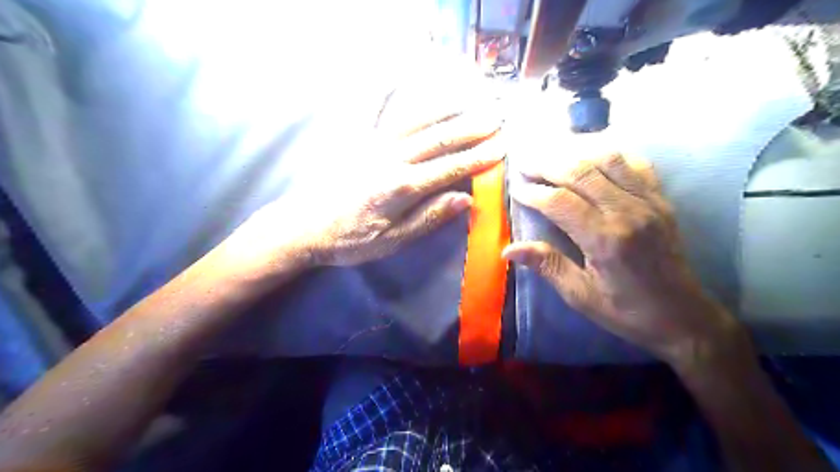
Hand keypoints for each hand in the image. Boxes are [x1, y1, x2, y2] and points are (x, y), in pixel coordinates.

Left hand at [245, 107, 504, 269]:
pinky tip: (398, 77)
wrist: (306, 228)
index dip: (478, 157)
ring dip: (444, 109)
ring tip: (468, 98)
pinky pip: (374, 111)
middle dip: (470, 128)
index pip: (450, 168)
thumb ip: (429, 218)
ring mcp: (373, 144)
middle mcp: (391, 158)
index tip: (502, 147)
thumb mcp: (393, 240)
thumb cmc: (352, 240)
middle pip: (438, 139)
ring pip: (415, 120)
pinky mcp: (356, 140)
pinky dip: (386, 92)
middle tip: (496, 118)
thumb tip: (465, 199)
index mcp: (402, 186)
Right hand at [501, 153, 744, 364]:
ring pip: (607, 160)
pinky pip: (635, 164)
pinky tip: (592, 157)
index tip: (516, 189)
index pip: (560, 202)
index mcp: (604, 239)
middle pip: (581, 172)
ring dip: (575, 154)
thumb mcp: (580, 296)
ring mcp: (648, 201)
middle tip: (525, 163)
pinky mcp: (661, 200)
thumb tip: (508, 249)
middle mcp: (627, 212)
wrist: (683, 316)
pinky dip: (610, 154)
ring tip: (551, 156)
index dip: (534, 192)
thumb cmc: (626, 310)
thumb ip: (547, 265)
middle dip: (547, 164)